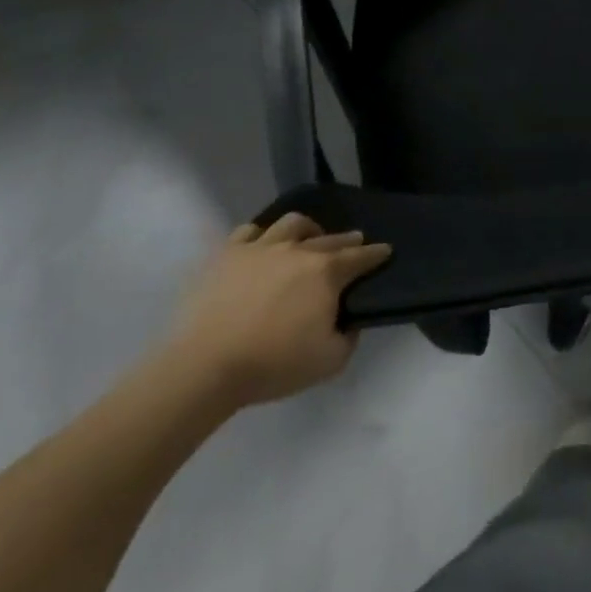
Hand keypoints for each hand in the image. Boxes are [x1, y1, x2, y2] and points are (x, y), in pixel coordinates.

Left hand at [163, 214, 391, 407]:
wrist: (205, 367)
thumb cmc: (272, 364)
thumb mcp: (329, 362)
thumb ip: (349, 338)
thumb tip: (348, 322)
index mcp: (327, 272)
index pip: (361, 257)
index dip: (377, 253)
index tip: (385, 251)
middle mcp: (299, 250)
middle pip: (330, 238)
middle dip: (347, 240)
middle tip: (353, 243)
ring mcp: (261, 248)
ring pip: (292, 224)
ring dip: (307, 229)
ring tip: (307, 238)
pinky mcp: (227, 255)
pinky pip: (248, 231)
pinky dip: (260, 235)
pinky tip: (261, 245)